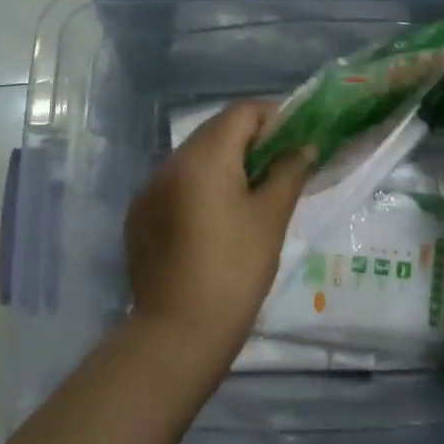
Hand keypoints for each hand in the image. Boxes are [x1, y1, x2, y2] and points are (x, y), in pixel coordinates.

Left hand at [124, 101, 314, 373]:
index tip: (295, 138)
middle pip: (215, 130)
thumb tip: (304, 147)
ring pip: (193, 157)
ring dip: (223, 162)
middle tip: (279, 163)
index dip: (273, 116)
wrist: (178, 332)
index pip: (241, 112)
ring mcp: (149, 190)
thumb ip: (289, 172)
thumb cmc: (236, 268)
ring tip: (250, 192)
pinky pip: (174, 184)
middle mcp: (171, 162)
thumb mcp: (272, 217)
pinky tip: (215, 218)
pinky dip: (199, 186)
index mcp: (204, 157)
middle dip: (249, 138)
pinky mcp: (139, 216)